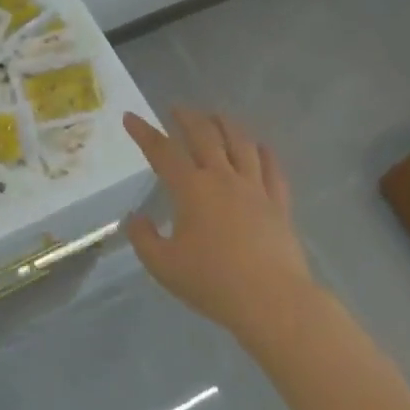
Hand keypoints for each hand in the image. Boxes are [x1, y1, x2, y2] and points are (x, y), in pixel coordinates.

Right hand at [123, 108, 315, 337]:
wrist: (272, 301)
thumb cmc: (212, 282)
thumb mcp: (163, 265)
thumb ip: (144, 238)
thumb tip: (136, 219)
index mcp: (191, 189)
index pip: (162, 151)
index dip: (144, 132)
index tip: (130, 117)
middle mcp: (223, 178)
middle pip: (205, 136)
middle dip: (188, 118)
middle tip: (177, 108)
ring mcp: (255, 189)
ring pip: (241, 144)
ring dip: (226, 124)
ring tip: (217, 115)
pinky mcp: (279, 204)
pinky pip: (272, 169)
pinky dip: (264, 152)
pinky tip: (260, 146)